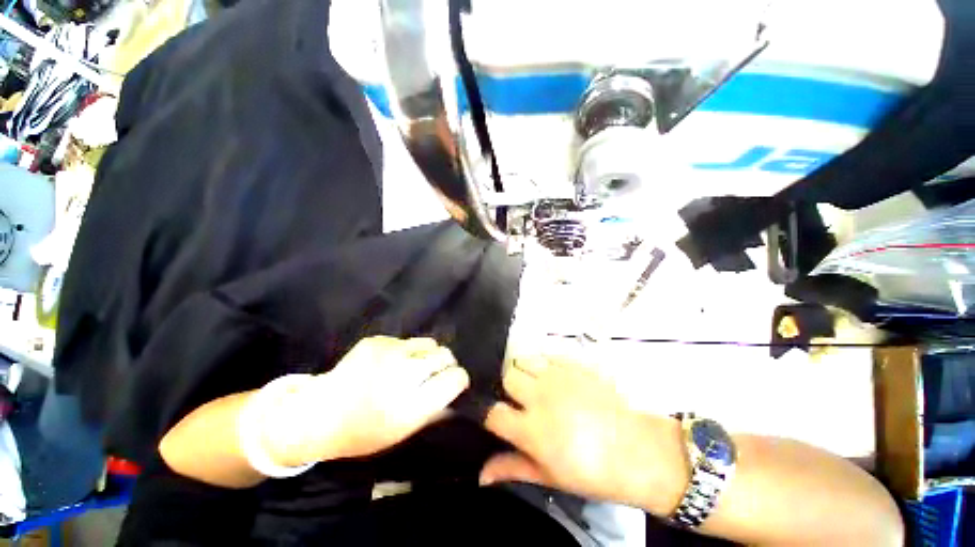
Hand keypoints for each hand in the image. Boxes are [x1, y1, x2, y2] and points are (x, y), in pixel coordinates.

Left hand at [263, 336, 469, 465]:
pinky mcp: (377, 340)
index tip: (454, 382)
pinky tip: (390, 363)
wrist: (315, 415)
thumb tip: (457, 391)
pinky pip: (407, 340)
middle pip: (445, 355)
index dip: (458, 379)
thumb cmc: (361, 432)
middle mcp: (403, 375)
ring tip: (414, 365)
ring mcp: (389, 353)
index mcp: (411, 406)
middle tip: (433, 373)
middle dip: (445, 364)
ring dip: (428, 354)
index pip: (454, 379)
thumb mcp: (402, 432)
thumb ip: (434, 410)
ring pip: (430, 343)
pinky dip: (406, 351)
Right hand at [480, 355, 684, 509]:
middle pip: (507, 377)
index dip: (491, 414)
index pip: (493, 412)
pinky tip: (556, 377)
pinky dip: (545, 365)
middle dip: (510, 389)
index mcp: (531, 429)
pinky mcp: (574, 364)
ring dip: (526, 373)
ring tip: (539, 387)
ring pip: (524, 361)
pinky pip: (547, 355)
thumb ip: (513, 469)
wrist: (638, 450)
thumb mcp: (551, 476)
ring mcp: (558, 376)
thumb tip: (482, 475)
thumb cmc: (593, 471)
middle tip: (524, 402)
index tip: (498, 418)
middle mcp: (539, 396)